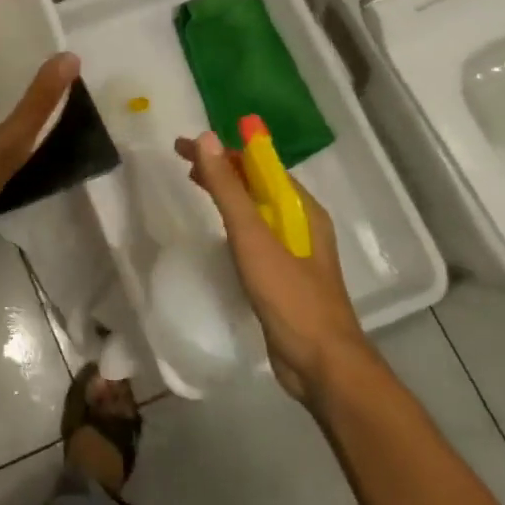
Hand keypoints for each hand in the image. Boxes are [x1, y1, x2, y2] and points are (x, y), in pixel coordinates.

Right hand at [175, 131, 374, 402]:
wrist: (322, 365)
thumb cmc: (289, 296)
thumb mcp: (253, 238)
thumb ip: (229, 189)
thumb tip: (207, 138)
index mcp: (301, 209)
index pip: (259, 164)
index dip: (222, 150)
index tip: (184, 146)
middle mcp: (301, 224)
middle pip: (257, 184)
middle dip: (221, 168)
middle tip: (182, 162)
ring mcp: (294, 252)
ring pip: (255, 209)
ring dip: (226, 193)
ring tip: (195, 185)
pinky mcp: (283, 276)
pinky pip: (254, 235)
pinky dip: (232, 221)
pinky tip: (217, 230)